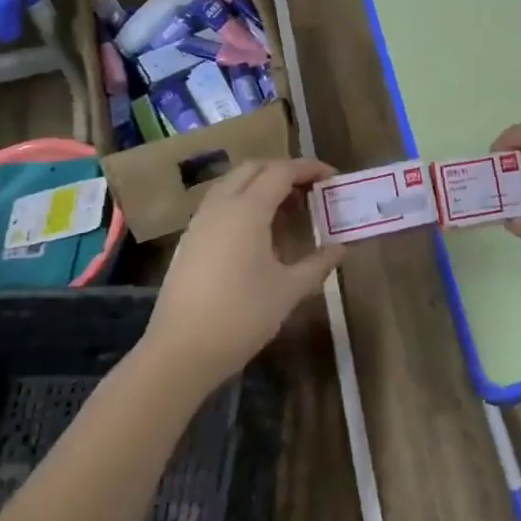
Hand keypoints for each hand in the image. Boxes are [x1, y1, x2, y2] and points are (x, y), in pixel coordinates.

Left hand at [145, 159, 343, 388]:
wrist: (180, 353)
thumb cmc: (241, 317)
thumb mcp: (288, 291)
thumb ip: (317, 264)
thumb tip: (340, 248)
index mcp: (248, 210)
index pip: (281, 171)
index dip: (309, 168)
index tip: (331, 176)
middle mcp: (221, 205)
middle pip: (254, 168)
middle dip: (284, 170)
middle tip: (310, 189)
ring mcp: (200, 221)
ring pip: (233, 183)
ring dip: (261, 183)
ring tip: (286, 207)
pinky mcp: (189, 240)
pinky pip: (220, 202)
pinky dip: (243, 200)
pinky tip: (257, 230)